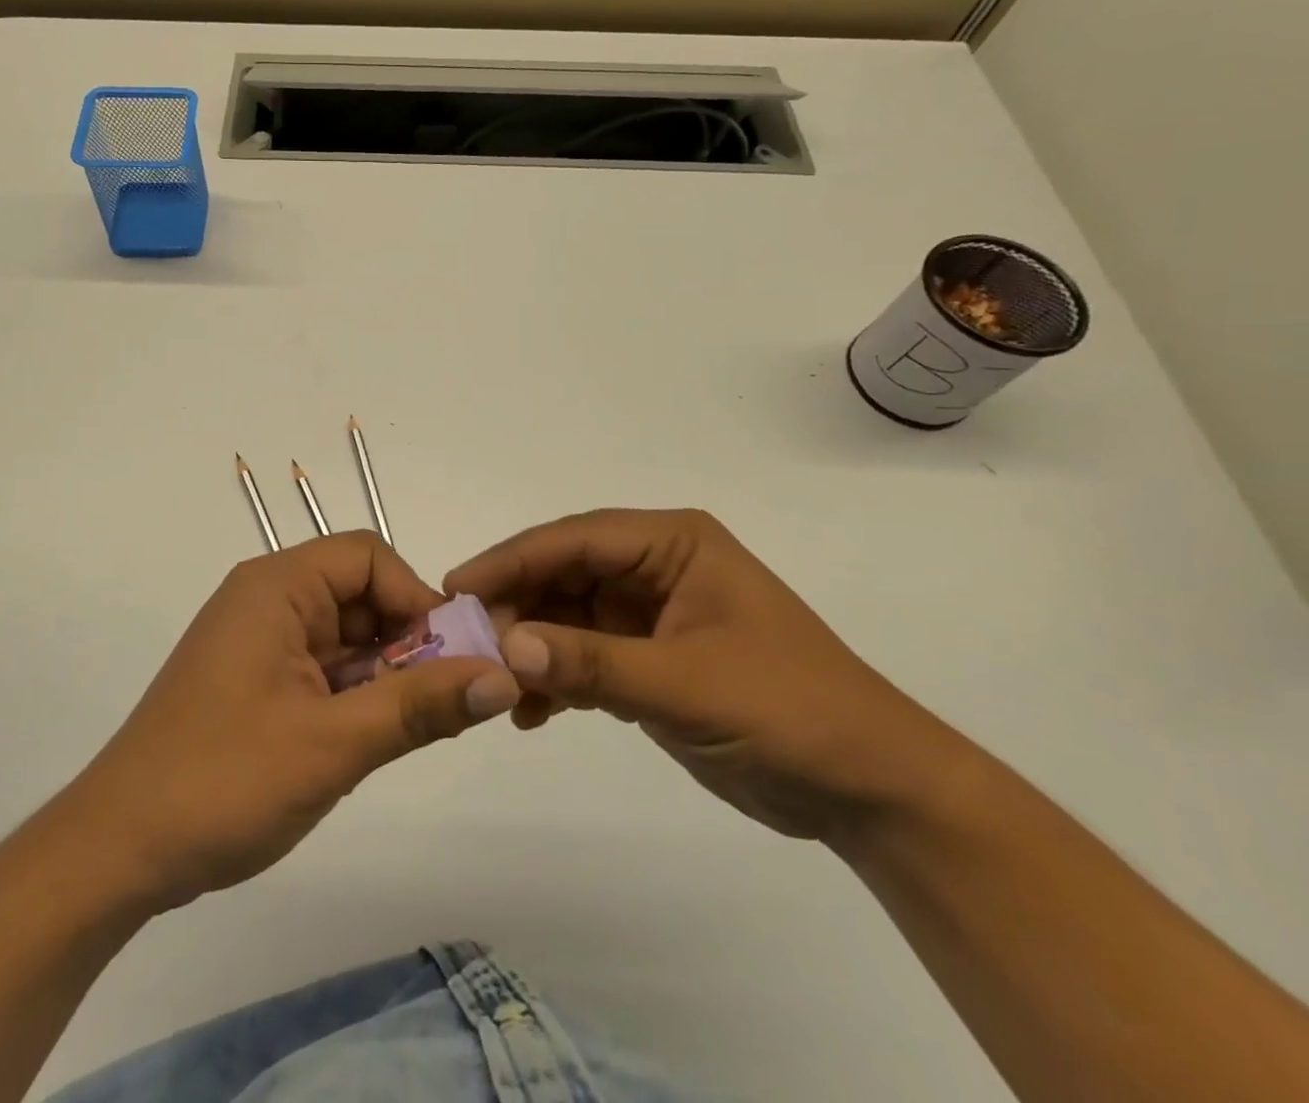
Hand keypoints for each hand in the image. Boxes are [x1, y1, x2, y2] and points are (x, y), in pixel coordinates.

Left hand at [60, 532, 520, 910]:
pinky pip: (327, 671)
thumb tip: (504, 677)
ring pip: (349, 638)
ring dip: (389, 675)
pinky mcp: (259, 684)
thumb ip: (420, 706)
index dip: (417, 598)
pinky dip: (361, 696)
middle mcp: (269, 602)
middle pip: (362, 597)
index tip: (453, 659)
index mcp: (277, 587)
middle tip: (453, 703)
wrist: (119, 851)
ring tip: (425, 728)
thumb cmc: (223, 781)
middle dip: (411, 643)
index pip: (368, 558)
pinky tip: (382, 738)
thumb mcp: (333, 744)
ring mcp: (263, 644)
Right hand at [445, 509, 961, 840]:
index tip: (457, 586)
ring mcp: (650, 614)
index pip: (575, 539)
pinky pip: (584, 656)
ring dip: (531, 645)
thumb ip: (593, 664)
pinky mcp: (649, 659)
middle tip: (465, 640)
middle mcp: (656, 567)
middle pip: (564, 573)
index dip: (512, 558)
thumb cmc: (792, 712)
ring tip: (494, 682)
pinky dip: (556, 679)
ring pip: (567, 615)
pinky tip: (530, 713)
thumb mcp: (688, 685)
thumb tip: (506, 645)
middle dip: (515, 604)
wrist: (872, 791)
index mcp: (672, 544)